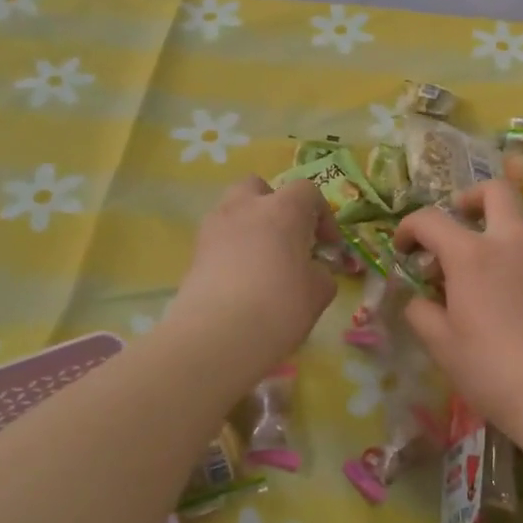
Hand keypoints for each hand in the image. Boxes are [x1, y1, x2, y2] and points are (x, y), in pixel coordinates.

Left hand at [166, 177, 337, 372]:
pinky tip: (241, 280)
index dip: (321, 215)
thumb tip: (313, 270)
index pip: (306, 191)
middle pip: (258, 187)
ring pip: (233, 209)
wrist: (216, 335)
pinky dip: (230, 249)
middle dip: (274, 205)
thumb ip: (321, 274)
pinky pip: (218, 238)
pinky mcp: (194, 252)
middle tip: (287, 237)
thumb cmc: (279, 306)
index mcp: (283, 210)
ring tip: (261, 259)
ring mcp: (214, 227)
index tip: (328, 245)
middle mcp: (246, 207)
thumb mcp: (318, 293)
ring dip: (249, 225)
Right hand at [396, 180, 522, 438]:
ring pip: (515, 216)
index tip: (402, 250)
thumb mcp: (441, 345)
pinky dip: (509, 250)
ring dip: (490, 225)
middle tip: (453, 226)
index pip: (430, 219)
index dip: (408, 229)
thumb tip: (420, 299)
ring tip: (472, 265)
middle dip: (467, 198)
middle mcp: (508, 242)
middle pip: (494, 191)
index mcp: (471, 254)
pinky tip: (499, 288)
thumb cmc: (492, 369)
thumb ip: (421, 312)